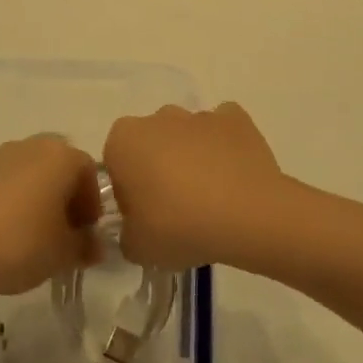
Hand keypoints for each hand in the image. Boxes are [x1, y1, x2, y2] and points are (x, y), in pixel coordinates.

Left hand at [0, 135, 102, 295]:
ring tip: (34, 238)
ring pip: (34, 176)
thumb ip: (85, 247)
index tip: (84, 237)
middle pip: (61, 171)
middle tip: (63, 236)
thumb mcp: (63, 253)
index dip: (92, 207)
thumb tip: (94, 246)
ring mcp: (1, 155)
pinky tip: (7, 233)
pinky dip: (15, 202)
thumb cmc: (18, 243)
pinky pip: (8, 183)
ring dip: (41, 201)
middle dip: (67, 201)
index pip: (91, 175)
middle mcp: (34, 145)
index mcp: (62, 156)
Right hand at [103, 103, 287, 270]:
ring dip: (193, 158)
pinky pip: (223, 132)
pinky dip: (225, 148)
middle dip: (159, 168)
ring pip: (188, 136)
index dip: (128, 190)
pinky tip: (234, 178)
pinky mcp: (236, 119)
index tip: (144, 215)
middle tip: (175, 209)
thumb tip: (136, 227)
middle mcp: (158, 117)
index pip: (116, 162)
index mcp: (124, 139)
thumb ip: (126, 233)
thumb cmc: (178, 226)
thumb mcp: (136, 247)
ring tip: (211, 199)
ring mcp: (200, 115)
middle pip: (152, 143)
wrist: (246, 215)